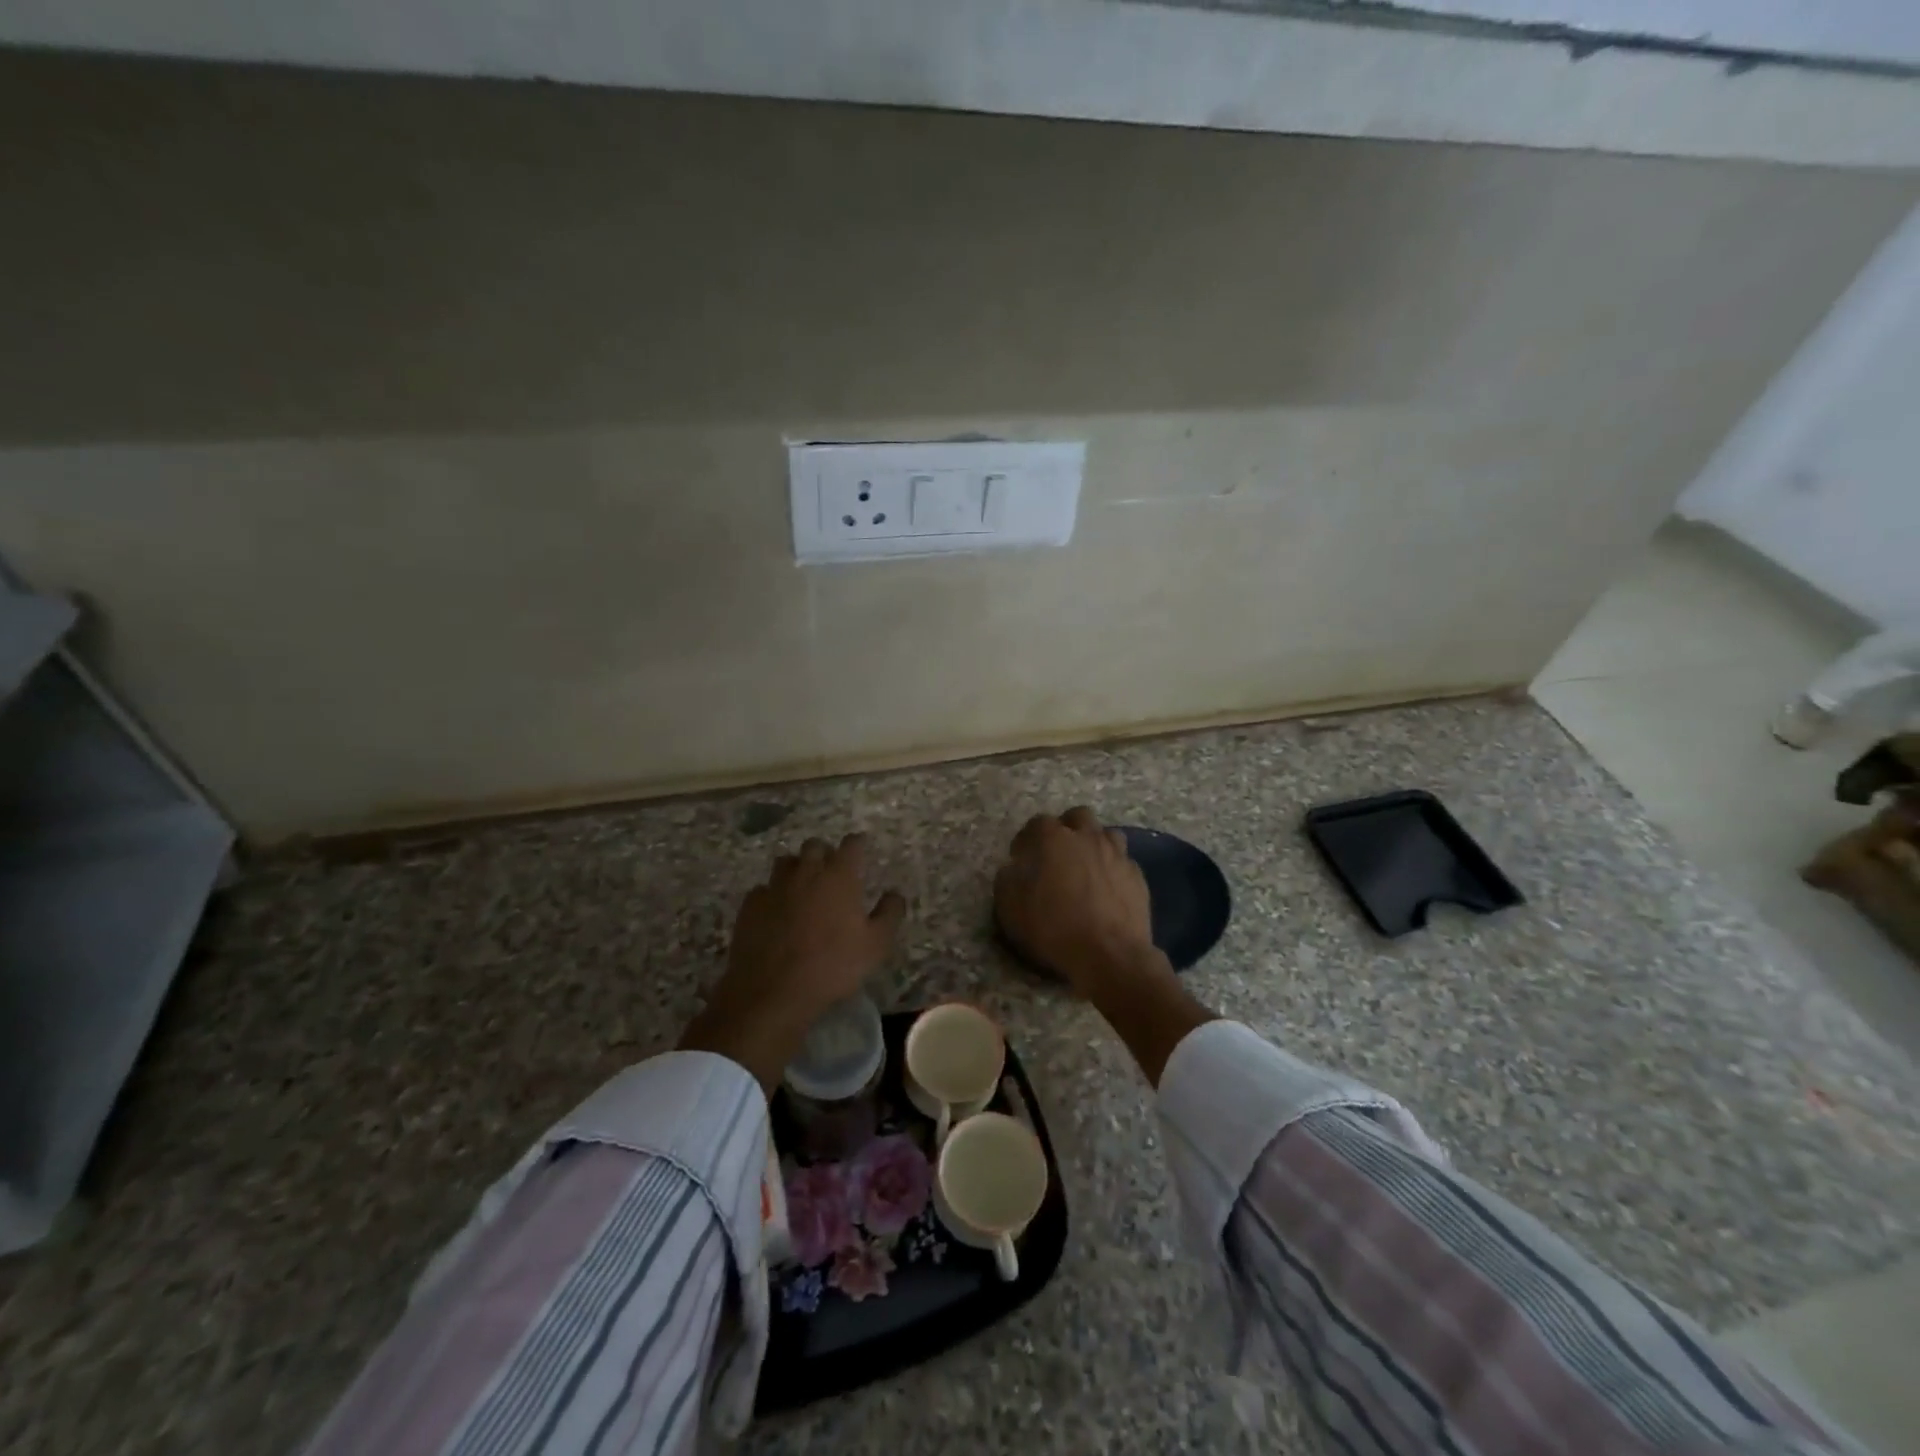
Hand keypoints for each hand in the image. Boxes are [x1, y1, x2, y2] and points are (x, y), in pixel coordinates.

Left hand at [680, 834, 905, 1090]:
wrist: (773, 991)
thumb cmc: (832, 966)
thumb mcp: (876, 945)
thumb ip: (889, 914)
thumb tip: (895, 894)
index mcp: (839, 876)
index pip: (851, 844)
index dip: (857, 843)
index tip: (861, 847)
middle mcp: (806, 872)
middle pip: (815, 846)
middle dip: (825, 852)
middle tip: (832, 870)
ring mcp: (774, 886)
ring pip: (786, 862)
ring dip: (797, 868)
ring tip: (803, 886)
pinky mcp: (750, 905)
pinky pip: (763, 888)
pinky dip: (772, 893)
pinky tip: (776, 910)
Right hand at [994, 807, 1158, 994]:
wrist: (1110, 955)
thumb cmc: (1055, 929)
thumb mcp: (1012, 909)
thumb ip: (1007, 880)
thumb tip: (1012, 869)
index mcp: (1054, 839)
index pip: (1037, 823)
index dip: (1027, 838)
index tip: (1021, 857)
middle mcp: (1088, 838)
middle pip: (1078, 816)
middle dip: (1066, 828)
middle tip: (1057, 853)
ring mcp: (1117, 854)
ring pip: (1106, 834)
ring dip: (1094, 844)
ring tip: (1086, 867)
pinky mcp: (1137, 876)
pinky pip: (1123, 861)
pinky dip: (1113, 869)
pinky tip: (1108, 889)